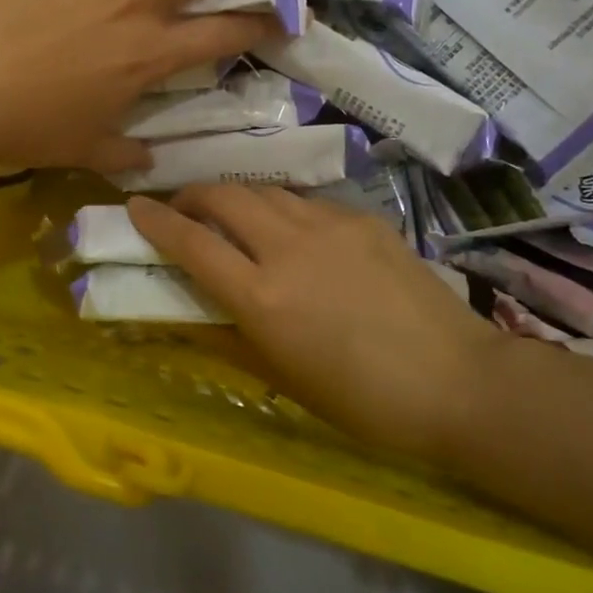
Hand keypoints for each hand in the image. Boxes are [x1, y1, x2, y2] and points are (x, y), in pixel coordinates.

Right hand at [128, 185, 508, 457]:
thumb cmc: (363, 400)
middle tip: (184, 210)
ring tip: (235, 218)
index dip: (156, 221)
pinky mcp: (364, 219)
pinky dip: (285, 211)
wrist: (458, 382)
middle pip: (224, 196)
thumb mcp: (284, 376)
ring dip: (238, 199)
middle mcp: (289, 247)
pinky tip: (296, 234)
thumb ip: (232, 333)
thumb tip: (196, 309)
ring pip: (266, 192)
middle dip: (192, 196)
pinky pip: (308, 203)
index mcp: (263, 296)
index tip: (134, 207)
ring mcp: (330, 226)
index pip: (192, 243)